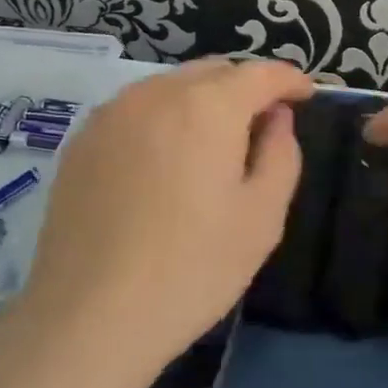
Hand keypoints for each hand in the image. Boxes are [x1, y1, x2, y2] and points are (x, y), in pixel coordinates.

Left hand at [12, 58, 312, 387]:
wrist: (90, 315)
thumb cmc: (192, 269)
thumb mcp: (262, 218)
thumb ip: (281, 154)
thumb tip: (276, 118)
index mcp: (207, 106)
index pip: (260, 72)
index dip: (289, 79)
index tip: (306, 95)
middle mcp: (156, 93)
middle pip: (213, 71)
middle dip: (244, 88)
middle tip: (261, 126)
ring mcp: (112, 113)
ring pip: (170, 86)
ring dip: (201, 101)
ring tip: (211, 145)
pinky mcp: (81, 140)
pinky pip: (135, 110)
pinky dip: (162, 118)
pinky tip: (162, 161)